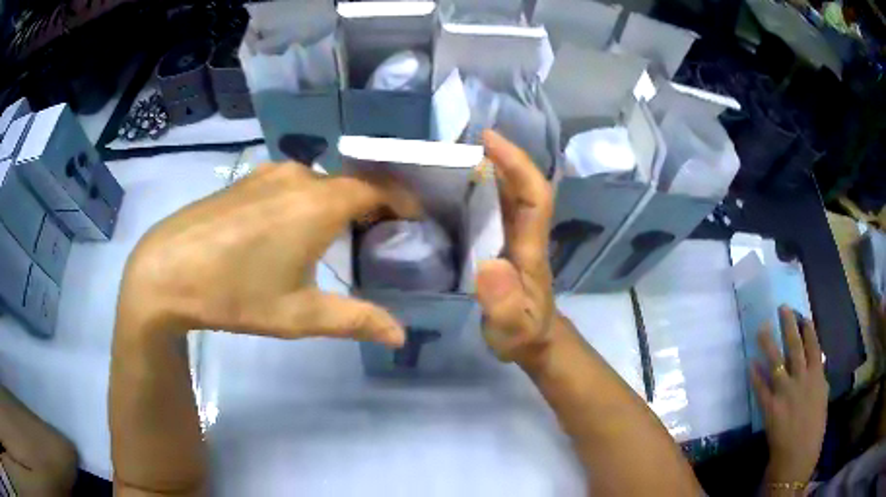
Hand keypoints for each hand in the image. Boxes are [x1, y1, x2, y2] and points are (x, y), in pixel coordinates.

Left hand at [118, 163, 418, 346]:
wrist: (166, 271)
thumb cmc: (235, 293)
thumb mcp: (299, 315)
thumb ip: (355, 320)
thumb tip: (399, 336)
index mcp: (318, 203)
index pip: (377, 190)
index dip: (401, 201)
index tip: (415, 219)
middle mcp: (297, 177)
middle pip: (348, 184)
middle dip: (371, 205)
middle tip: (380, 235)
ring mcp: (267, 173)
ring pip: (317, 183)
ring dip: (336, 202)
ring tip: (340, 234)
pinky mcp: (244, 180)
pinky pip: (290, 183)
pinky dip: (306, 199)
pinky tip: (293, 228)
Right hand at [475, 130, 556, 364]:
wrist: (535, 340)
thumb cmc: (524, 334)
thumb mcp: (513, 329)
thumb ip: (504, 305)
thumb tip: (490, 264)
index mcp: (531, 248)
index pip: (535, 195)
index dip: (517, 164)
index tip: (489, 140)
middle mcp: (527, 234)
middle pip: (524, 184)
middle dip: (502, 155)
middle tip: (462, 139)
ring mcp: (517, 237)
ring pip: (511, 192)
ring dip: (491, 166)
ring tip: (453, 154)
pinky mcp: (505, 242)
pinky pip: (497, 206)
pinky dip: (481, 187)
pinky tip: (455, 185)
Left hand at [751, 306, 828, 485]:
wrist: (798, 457)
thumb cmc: (814, 431)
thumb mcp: (821, 400)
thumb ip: (818, 381)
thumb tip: (816, 364)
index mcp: (817, 377)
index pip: (813, 346)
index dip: (807, 329)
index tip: (801, 314)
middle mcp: (802, 379)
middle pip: (795, 346)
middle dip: (788, 325)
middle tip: (781, 307)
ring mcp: (785, 393)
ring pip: (776, 361)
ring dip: (768, 343)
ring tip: (761, 327)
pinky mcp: (770, 408)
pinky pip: (761, 388)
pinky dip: (755, 375)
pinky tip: (750, 362)